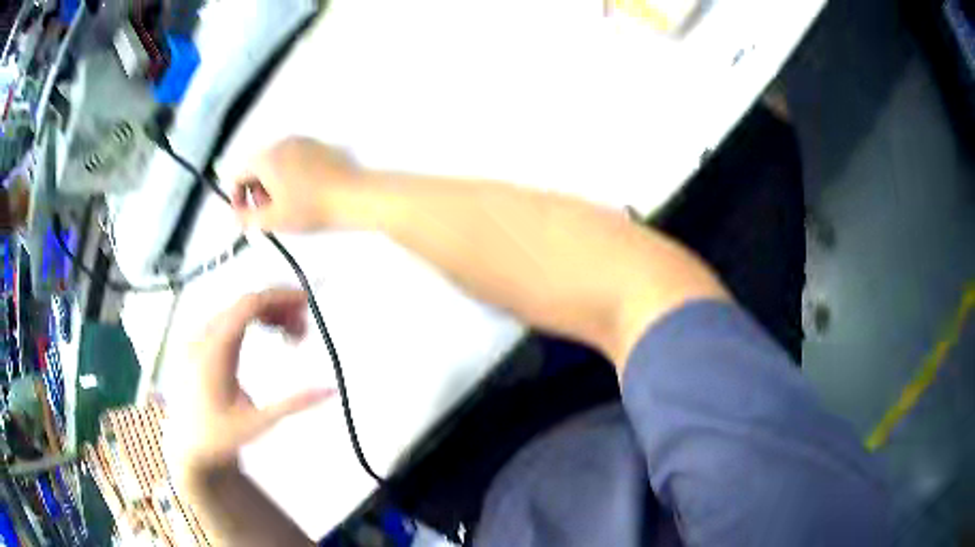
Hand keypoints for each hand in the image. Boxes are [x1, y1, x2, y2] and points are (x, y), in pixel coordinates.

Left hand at [171, 289, 333, 475]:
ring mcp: (198, 338)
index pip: (248, 305)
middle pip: (244, 302)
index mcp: (214, 352)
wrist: (189, 447)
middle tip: (305, 329)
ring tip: (292, 334)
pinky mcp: (199, 343)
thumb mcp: (259, 424)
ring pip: (237, 308)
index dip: (279, 296)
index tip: (308, 301)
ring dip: (268, 313)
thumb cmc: (221, 438)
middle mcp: (203, 337)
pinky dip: (254, 320)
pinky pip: (229, 318)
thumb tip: (331, 388)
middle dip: (279, 307)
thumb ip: (294, 404)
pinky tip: (270, 333)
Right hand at [232, 137, 361, 231]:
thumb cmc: (308, 208)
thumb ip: (246, 218)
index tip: (246, 217)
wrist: (352, 195)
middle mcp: (281, 142)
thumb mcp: (272, 220)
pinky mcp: (320, 145)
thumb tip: (235, 215)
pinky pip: (295, 159)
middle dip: (256, 191)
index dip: (237, 199)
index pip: (238, 176)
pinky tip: (304, 193)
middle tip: (267, 213)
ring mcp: (303, 141)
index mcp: (266, 157)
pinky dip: (291, 174)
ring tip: (286, 205)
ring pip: (276, 162)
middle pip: (257, 167)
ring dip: (273, 184)